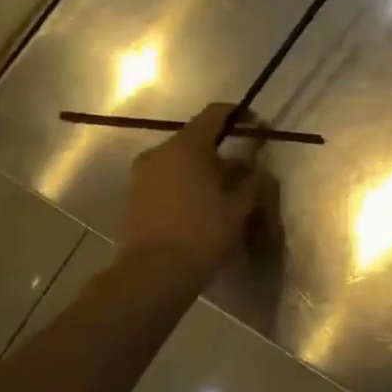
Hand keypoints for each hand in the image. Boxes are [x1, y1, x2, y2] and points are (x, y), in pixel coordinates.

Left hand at [117, 104, 268, 278]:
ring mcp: (142, 176)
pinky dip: (186, 184)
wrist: (150, 277)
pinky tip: (202, 207)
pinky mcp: (134, 198)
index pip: (214, 114)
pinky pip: (167, 179)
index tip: (256, 125)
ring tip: (225, 194)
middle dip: (222, 151)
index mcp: (186, 147)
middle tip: (245, 171)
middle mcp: (159, 153)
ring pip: (180, 162)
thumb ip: (252, 181)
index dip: (238, 115)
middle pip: (196, 140)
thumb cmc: (200, 234)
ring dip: (204, 170)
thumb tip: (257, 168)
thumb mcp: (238, 208)